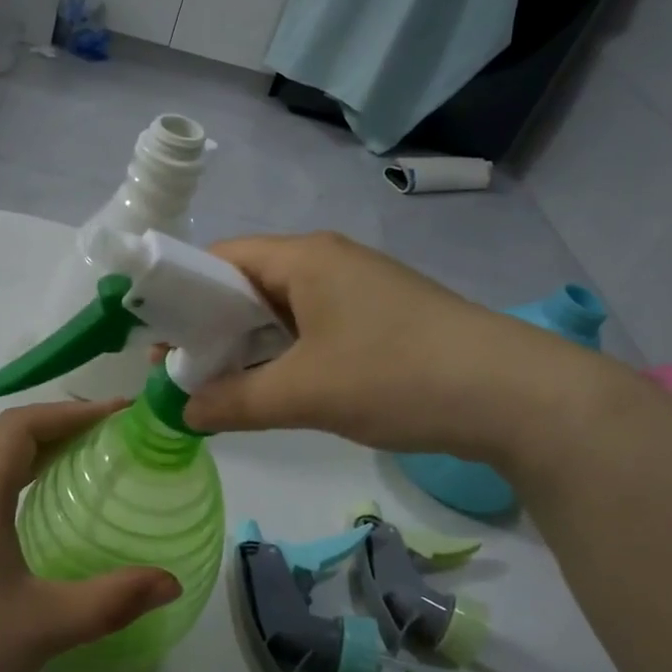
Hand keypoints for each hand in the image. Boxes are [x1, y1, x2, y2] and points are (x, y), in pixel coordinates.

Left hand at [0, 401, 181, 671]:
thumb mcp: (45, 626)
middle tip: (115, 438)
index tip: (117, 416)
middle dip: (63, 427)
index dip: (70, 411)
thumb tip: (170, 582)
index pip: (20, 426)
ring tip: (91, 467)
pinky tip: (49, 517)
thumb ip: (112, 601)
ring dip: (44, 455)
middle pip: (10, 440)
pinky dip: (27, 484)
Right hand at [181, 232, 604, 463]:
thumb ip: (234, 402)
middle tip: (181, 372)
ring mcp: (358, 290)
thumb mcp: (304, 392)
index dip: (182, 294)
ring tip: (218, 386)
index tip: (157, 338)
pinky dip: (284, 355)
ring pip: (281, 311)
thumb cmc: (396, 375)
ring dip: (248, 346)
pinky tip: (273, 389)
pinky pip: (312, 328)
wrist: (514, 395)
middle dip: (211, 327)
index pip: (220, 258)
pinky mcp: (380, 319)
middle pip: (248, 284)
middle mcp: (328, 262)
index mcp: (304, 258)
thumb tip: (183, 413)